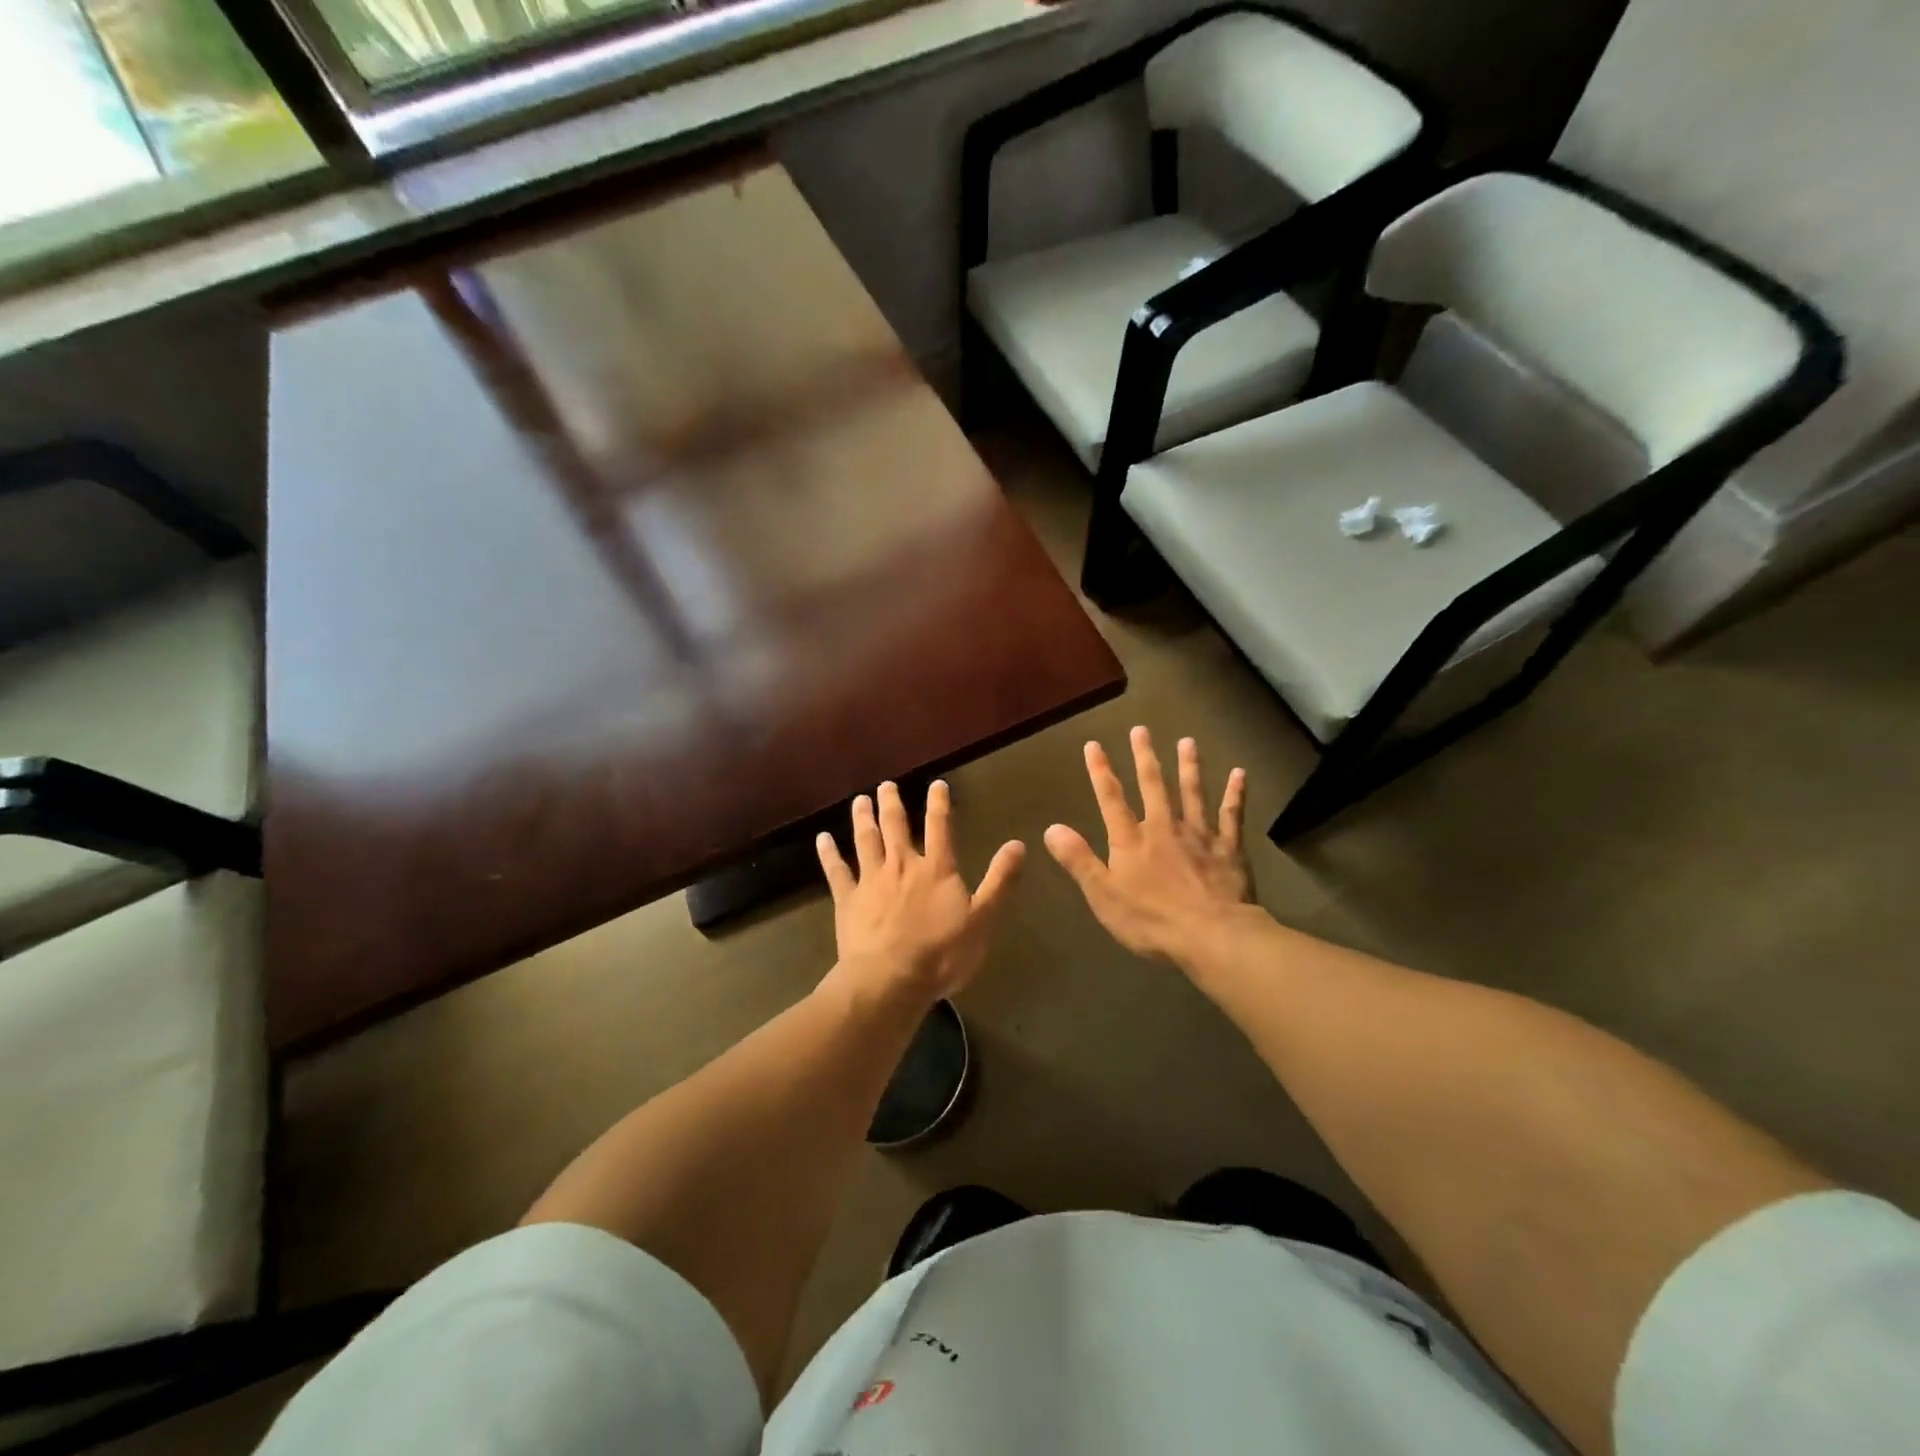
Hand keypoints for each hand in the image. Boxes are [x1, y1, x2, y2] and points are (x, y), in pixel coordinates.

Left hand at [817, 780, 1024, 1003]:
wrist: (890, 979)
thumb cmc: (942, 953)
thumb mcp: (983, 919)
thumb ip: (1000, 880)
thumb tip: (1018, 844)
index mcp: (936, 869)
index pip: (939, 827)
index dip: (939, 804)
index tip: (936, 784)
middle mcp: (902, 865)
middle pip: (896, 826)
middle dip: (892, 803)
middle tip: (886, 785)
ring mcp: (871, 881)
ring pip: (866, 841)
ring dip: (863, 818)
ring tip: (860, 800)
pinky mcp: (847, 900)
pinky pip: (836, 871)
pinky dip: (828, 853)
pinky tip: (822, 839)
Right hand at [1044, 727, 1252, 967]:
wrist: (1213, 935)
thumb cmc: (1152, 920)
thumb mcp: (1103, 895)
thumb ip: (1079, 860)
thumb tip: (1050, 828)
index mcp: (1131, 840)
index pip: (1111, 798)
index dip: (1100, 771)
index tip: (1093, 745)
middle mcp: (1164, 827)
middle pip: (1153, 785)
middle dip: (1144, 757)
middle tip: (1141, 729)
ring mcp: (1199, 835)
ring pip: (1192, 792)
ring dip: (1188, 766)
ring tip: (1187, 742)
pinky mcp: (1229, 848)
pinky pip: (1232, 815)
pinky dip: (1235, 793)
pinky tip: (1239, 773)